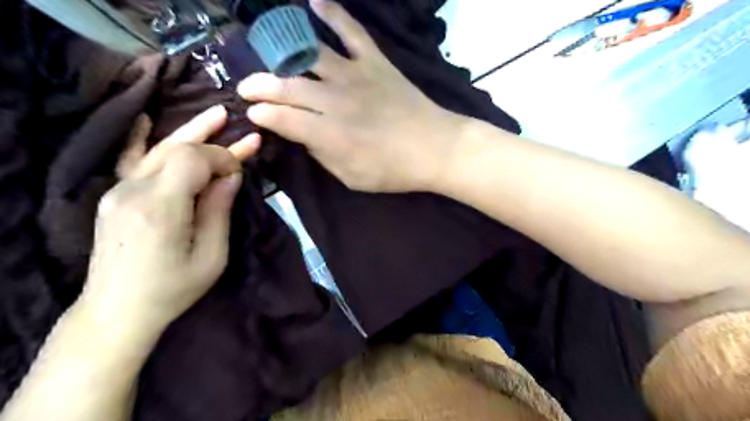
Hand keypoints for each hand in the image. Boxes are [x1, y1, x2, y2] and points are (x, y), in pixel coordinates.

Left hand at [78, 107, 259, 332]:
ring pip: (158, 149)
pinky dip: (140, 137)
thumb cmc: (173, 289)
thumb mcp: (211, 256)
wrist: (117, 311)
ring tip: (215, 114)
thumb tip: (231, 175)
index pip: (193, 159)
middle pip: (178, 150)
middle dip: (214, 142)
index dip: (223, 157)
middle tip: (242, 130)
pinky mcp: (115, 197)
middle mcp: (134, 192)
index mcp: (161, 208)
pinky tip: (145, 118)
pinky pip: (129, 160)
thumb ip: (219, 210)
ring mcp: (118, 192)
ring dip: (190, 132)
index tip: (241, 172)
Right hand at [237, 0, 466, 191]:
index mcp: (328, 133)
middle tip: (247, 88)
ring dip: (280, 52)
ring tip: (265, 51)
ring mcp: (355, 75)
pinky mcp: (375, 62)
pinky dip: (333, 13)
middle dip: (259, 86)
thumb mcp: (352, 178)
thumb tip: (304, 136)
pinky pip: (351, 31)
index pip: (282, 118)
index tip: (252, 114)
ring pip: (308, 56)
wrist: (435, 148)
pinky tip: (314, 1)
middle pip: (287, 86)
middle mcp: (335, 100)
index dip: (262, 115)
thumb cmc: (393, 170)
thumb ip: (323, 156)